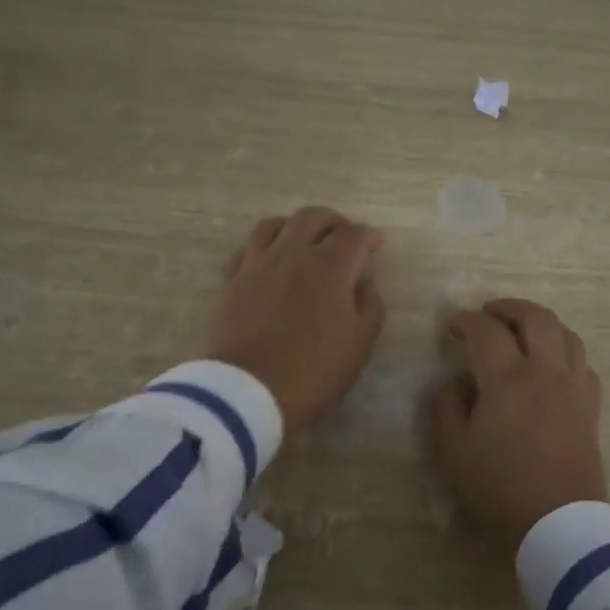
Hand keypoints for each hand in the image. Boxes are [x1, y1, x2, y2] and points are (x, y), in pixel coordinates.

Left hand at [210, 207, 386, 433]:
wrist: (249, 391)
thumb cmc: (314, 371)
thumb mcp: (360, 344)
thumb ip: (370, 305)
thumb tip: (363, 281)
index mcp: (330, 267)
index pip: (354, 235)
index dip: (369, 236)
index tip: (377, 244)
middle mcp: (292, 253)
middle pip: (312, 217)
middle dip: (334, 222)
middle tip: (343, 237)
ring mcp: (257, 264)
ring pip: (274, 224)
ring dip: (295, 226)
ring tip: (304, 241)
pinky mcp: (232, 280)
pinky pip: (247, 248)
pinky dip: (264, 246)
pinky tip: (269, 259)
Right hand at [430, 299, 606, 548]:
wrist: (559, 524)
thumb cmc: (499, 487)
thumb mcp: (453, 450)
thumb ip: (447, 406)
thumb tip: (456, 381)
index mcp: (508, 378)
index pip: (486, 331)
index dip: (466, 320)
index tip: (451, 325)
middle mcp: (546, 371)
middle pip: (535, 318)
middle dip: (508, 307)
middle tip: (488, 313)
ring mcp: (574, 387)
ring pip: (566, 334)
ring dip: (540, 323)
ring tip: (521, 330)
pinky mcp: (591, 407)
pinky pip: (582, 363)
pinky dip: (564, 350)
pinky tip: (551, 363)